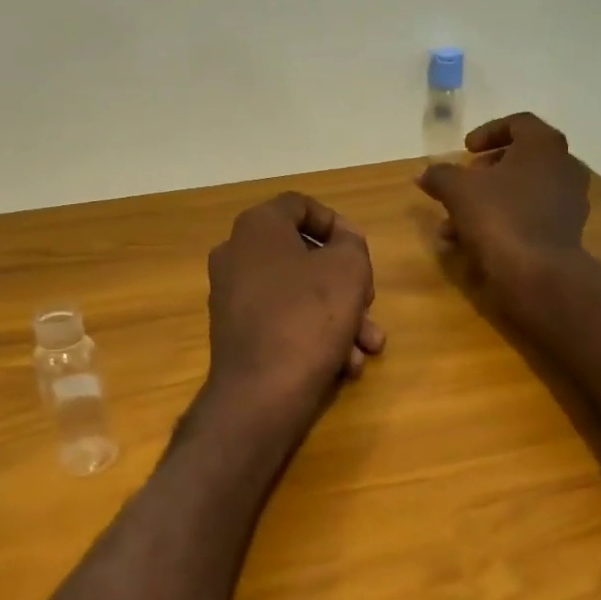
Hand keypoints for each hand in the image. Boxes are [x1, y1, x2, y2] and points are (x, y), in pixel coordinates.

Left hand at [206, 192, 383, 405]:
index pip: (301, 205)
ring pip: (298, 294)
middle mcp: (236, 255)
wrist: (262, 394)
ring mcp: (232, 296)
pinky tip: (343, 365)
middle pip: (303, 255)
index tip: (360, 251)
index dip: (337, 223)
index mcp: (256, 227)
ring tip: (368, 347)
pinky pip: (282, 320)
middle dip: (346, 283)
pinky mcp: (236, 333)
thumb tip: (341, 240)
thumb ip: (351, 242)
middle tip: (369, 304)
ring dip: (340, 316)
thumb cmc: (308, 317)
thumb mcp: (348, 268)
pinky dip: (314, 335)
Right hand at [418, 112, 590, 299]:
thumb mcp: (458, 191)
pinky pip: (528, 218)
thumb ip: (440, 175)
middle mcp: (564, 168)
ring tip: (454, 224)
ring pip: (521, 193)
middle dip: (485, 172)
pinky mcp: (565, 233)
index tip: (465, 150)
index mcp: (544, 146)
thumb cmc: (500, 217)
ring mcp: (568, 203)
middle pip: (521, 159)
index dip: (488, 132)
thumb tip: (426, 174)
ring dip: (487, 202)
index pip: (519, 123)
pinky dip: (502, 223)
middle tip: (461, 184)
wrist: (538, 274)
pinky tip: (471, 244)